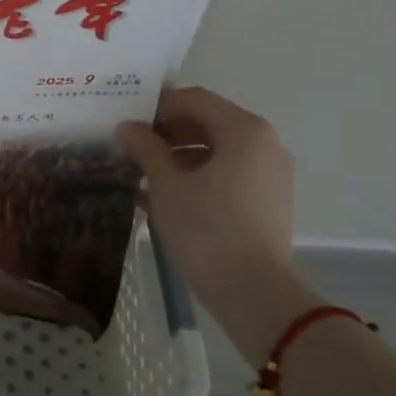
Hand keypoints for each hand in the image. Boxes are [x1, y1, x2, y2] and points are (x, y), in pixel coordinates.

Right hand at [116, 86, 312, 361]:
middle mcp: (264, 143)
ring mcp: (270, 173)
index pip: (194, 100)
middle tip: (130, 144)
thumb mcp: (166, 184)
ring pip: (216, 149)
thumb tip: (126, 128)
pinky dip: (197, 174)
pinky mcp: (267, 200)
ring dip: (178, 154)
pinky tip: (164, 193)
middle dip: (166, 131)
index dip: (156, 105)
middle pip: (207, 122)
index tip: (126, 118)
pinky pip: (227, 173)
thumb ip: (145, 148)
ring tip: (142, 170)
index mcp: (244, 130)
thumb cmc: (208, 229)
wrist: (255, 295)